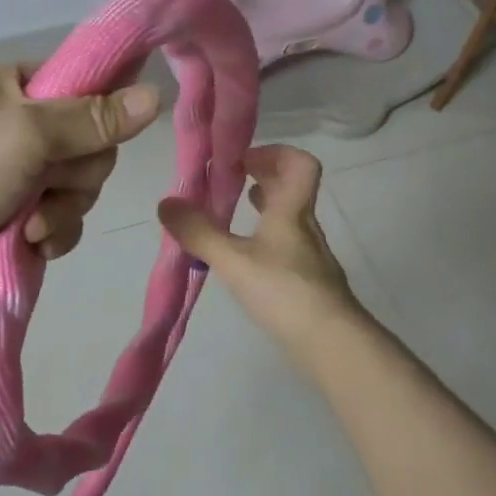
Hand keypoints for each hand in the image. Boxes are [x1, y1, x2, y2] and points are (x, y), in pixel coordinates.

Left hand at [0, 64, 161, 313]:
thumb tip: (158, 95)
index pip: (87, 83)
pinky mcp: (24, 215)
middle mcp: (25, 124)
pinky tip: (30, 244)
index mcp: (19, 85)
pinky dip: (54, 233)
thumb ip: (94, 118)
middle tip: (46, 182)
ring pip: (84, 186)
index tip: (103, 132)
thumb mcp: (29, 134)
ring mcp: (25, 173)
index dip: (103, 109)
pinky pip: (68, 219)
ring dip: (63, 210)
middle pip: (94, 144)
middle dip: (75, 174)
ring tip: (29, 224)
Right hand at [157, 144, 367, 359]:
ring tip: (234, 213)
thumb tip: (165, 203)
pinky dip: (266, 240)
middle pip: (293, 188)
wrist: (331, 343)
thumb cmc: (284, 290)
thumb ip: (198, 232)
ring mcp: (310, 256)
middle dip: (264, 177)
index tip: (243, 160)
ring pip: (289, 218)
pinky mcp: (308, 283)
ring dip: (265, 208)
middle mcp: (305, 227)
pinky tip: (247, 258)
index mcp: (292, 211)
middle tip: (233, 180)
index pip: (301, 164)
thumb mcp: (233, 260)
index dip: (275, 153)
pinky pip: (286, 246)